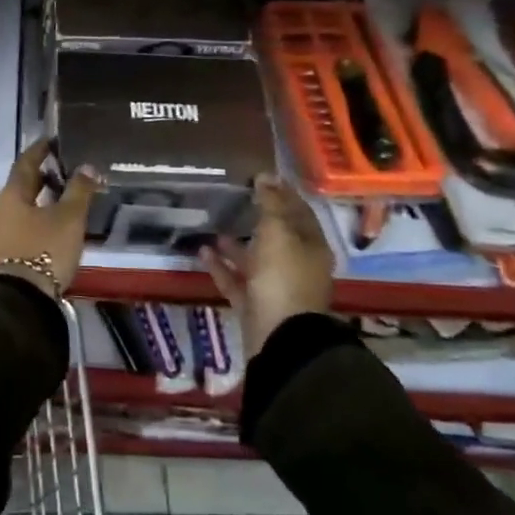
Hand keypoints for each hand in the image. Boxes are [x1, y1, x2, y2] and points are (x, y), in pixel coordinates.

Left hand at [0, 139, 98, 295]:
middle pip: (22, 184)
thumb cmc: (45, 249)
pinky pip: (23, 224)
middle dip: (43, 175)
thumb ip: (79, 190)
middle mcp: (1, 209)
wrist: (21, 299)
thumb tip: (87, 166)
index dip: (40, 150)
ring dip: (41, 198)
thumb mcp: (69, 218)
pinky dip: (38, 217)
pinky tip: (55, 224)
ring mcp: (0, 233)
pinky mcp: (5, 253)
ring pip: (22, 206)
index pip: (25, 162)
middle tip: (66, 169)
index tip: (53, 140)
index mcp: (12, 194)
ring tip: (65, 198)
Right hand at [199, 174, 334, 348]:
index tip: (263, 176)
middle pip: (277, 237)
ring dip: (236, 244)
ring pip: (255, 260)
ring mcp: (275, 288)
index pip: (299, 212)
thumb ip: (271, 203)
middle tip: (236, 197)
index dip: (283, 193)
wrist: (280, 339)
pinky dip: (221, 267)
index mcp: (311, 247)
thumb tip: (266, 176)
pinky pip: (236, 281)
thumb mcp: (278, 232)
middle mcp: (296, 266)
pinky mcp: (255, 306)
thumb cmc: (283, 277)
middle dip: (258, 218)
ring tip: (214, 225)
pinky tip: (203, 251)